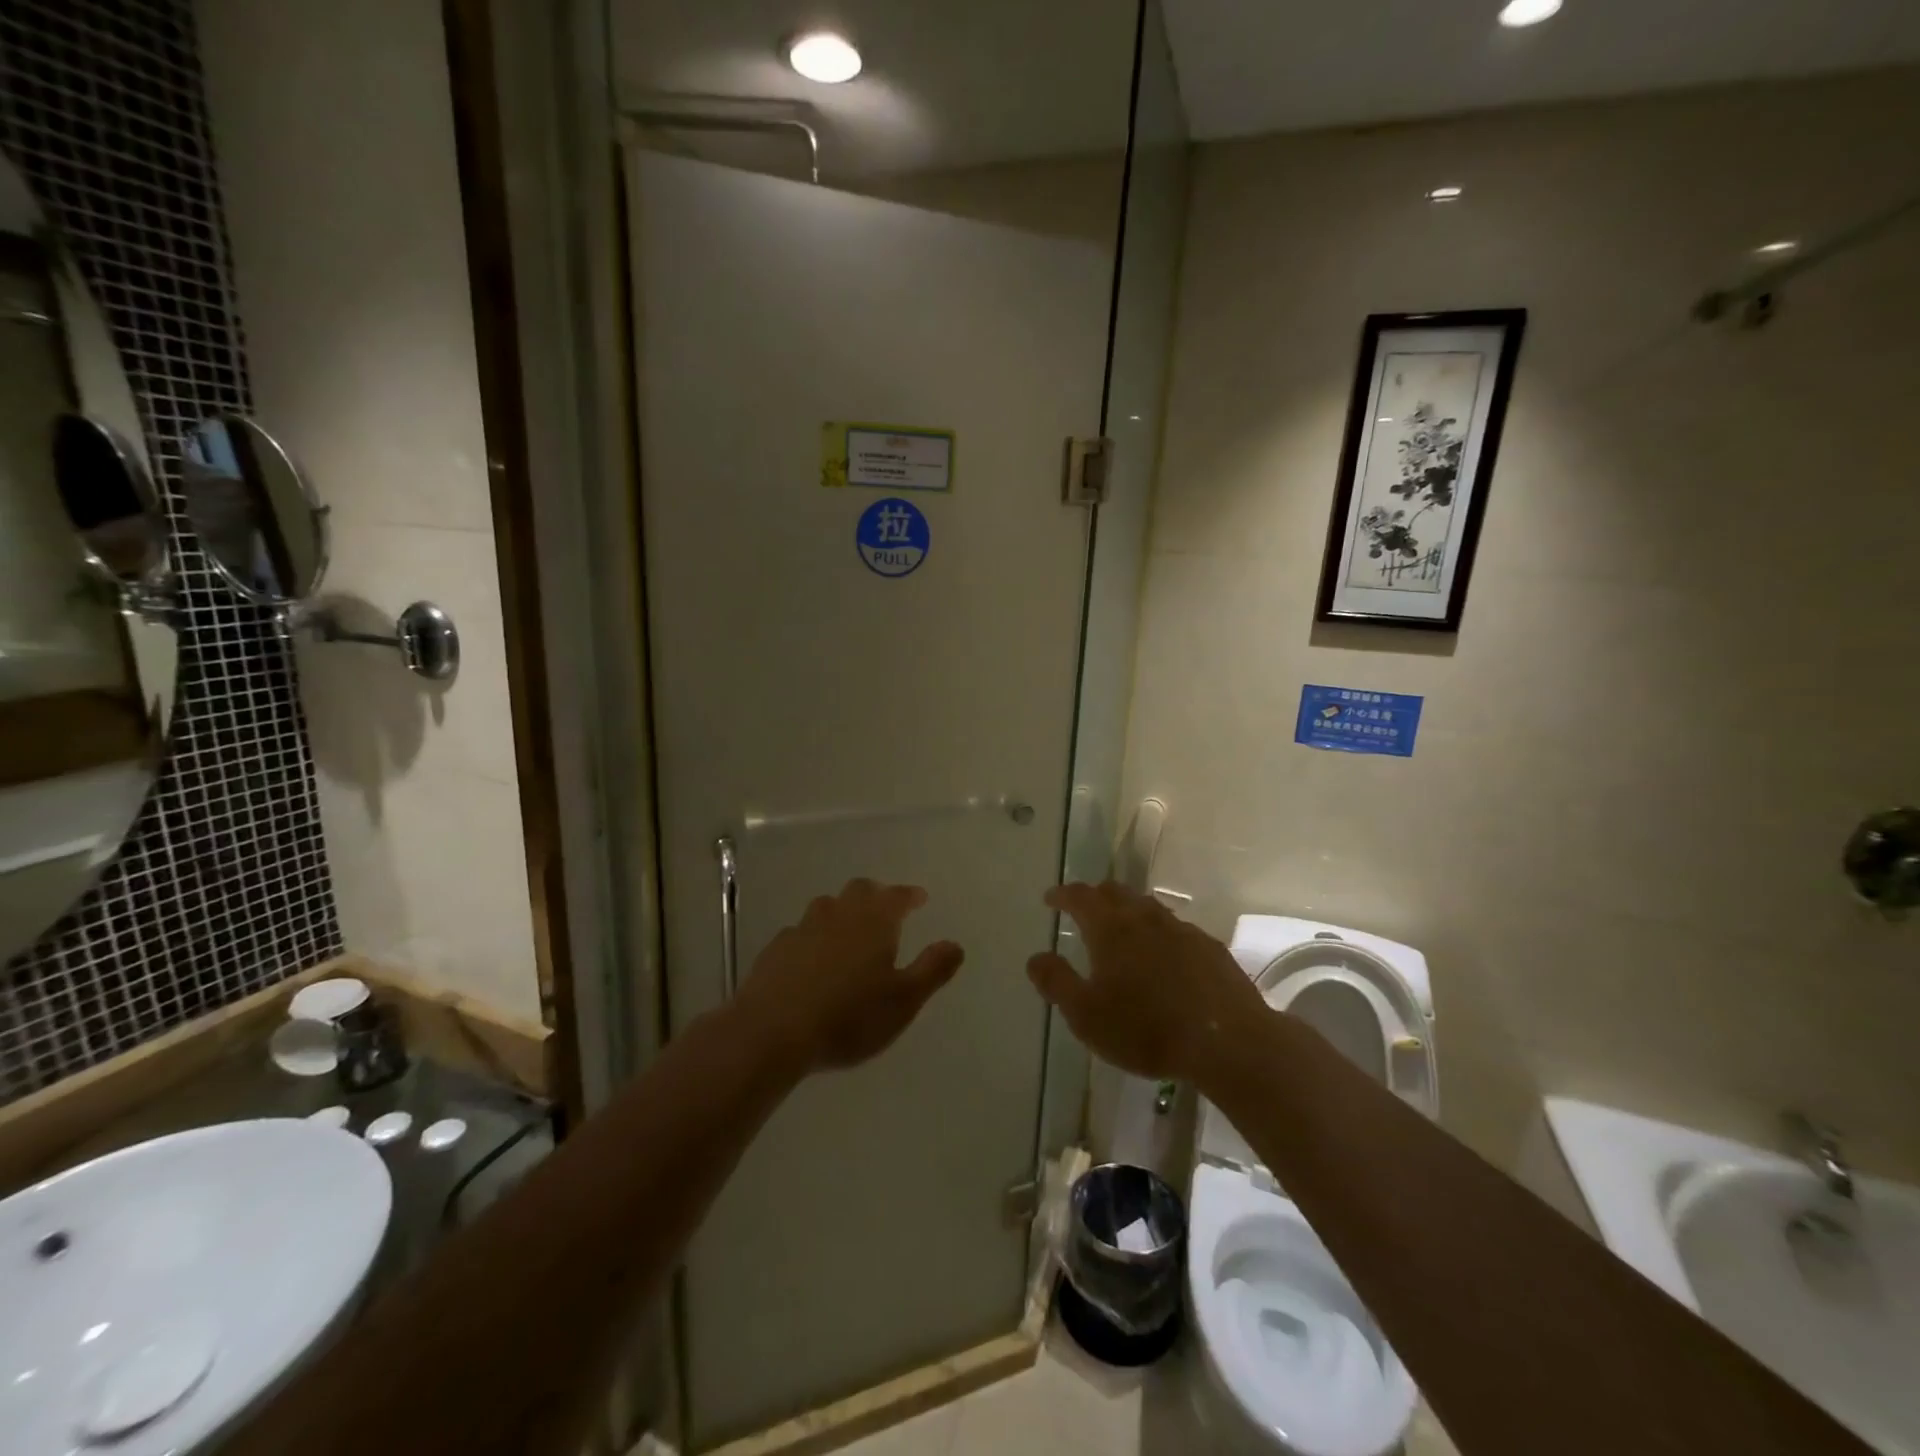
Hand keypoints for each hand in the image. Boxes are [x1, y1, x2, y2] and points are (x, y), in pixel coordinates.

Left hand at [735, 878, 964, 1073]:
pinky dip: (813, 936)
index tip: (919, 898)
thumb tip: (955, 944)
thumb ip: (933, 969)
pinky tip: (812, 956)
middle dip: (876, 895)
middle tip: (885, 907)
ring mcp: (803, 929)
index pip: (896, 896)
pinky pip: (801, 931)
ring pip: (826, 906)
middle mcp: (839, 915)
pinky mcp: (776, 949)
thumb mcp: (904, 1000)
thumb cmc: (849, 1016)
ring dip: (842, 910)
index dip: (909, 895)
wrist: (773, 1032)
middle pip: (859, 890)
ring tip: (849, 929)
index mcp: (874, 921)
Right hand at [1027, 882, 1271, 1081]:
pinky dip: (1158, 933)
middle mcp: (1145, 918)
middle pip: (1116, 892)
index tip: (1050, 899)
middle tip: (1083, 909)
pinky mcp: (1209, 948)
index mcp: (1110, 928)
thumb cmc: (1146, 1029)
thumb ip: (1056, 982)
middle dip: (1095, 896)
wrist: (1228, 1042)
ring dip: (1128, 911)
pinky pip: (1175, 928)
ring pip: (1147, 907)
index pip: (1081, 897)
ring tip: (1121, 930)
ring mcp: (1181, 929)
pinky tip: (1163, 956)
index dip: (1063, 895)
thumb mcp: (1086, 1014)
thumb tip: (1036, 957)